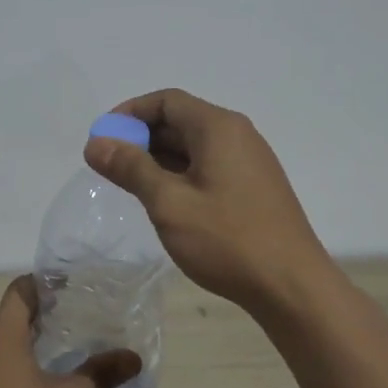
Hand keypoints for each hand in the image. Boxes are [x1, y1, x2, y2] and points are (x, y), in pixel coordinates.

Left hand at [0, 277, 139, 387]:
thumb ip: (100, 373)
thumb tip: (133, 357)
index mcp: (0, 336)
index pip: (20, 291)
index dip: (45, 283)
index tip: (73, 286)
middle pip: (12, 318)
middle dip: (45, 316)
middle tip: (81, 318)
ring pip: (5, 346)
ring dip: (33, 344)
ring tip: (70, 351)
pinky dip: (22, 367)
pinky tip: (47, 386)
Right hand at [85, 88, 331, 314]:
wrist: (291, 286)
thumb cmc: (227, 240)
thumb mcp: (169, 203)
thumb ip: (130, 168)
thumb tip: (96, 143)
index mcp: (218, 128)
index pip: (166, 100)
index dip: (129, 114)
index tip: (102, 140)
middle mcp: (237, 135)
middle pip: (180, 120)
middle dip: (141, 138)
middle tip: (110, 167)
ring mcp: (249, 162)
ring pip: (194, 146)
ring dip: (159, 159)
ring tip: (130, 186)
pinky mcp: (253, 187)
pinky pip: (209, 166)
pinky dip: (180, 174)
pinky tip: (165, 202)